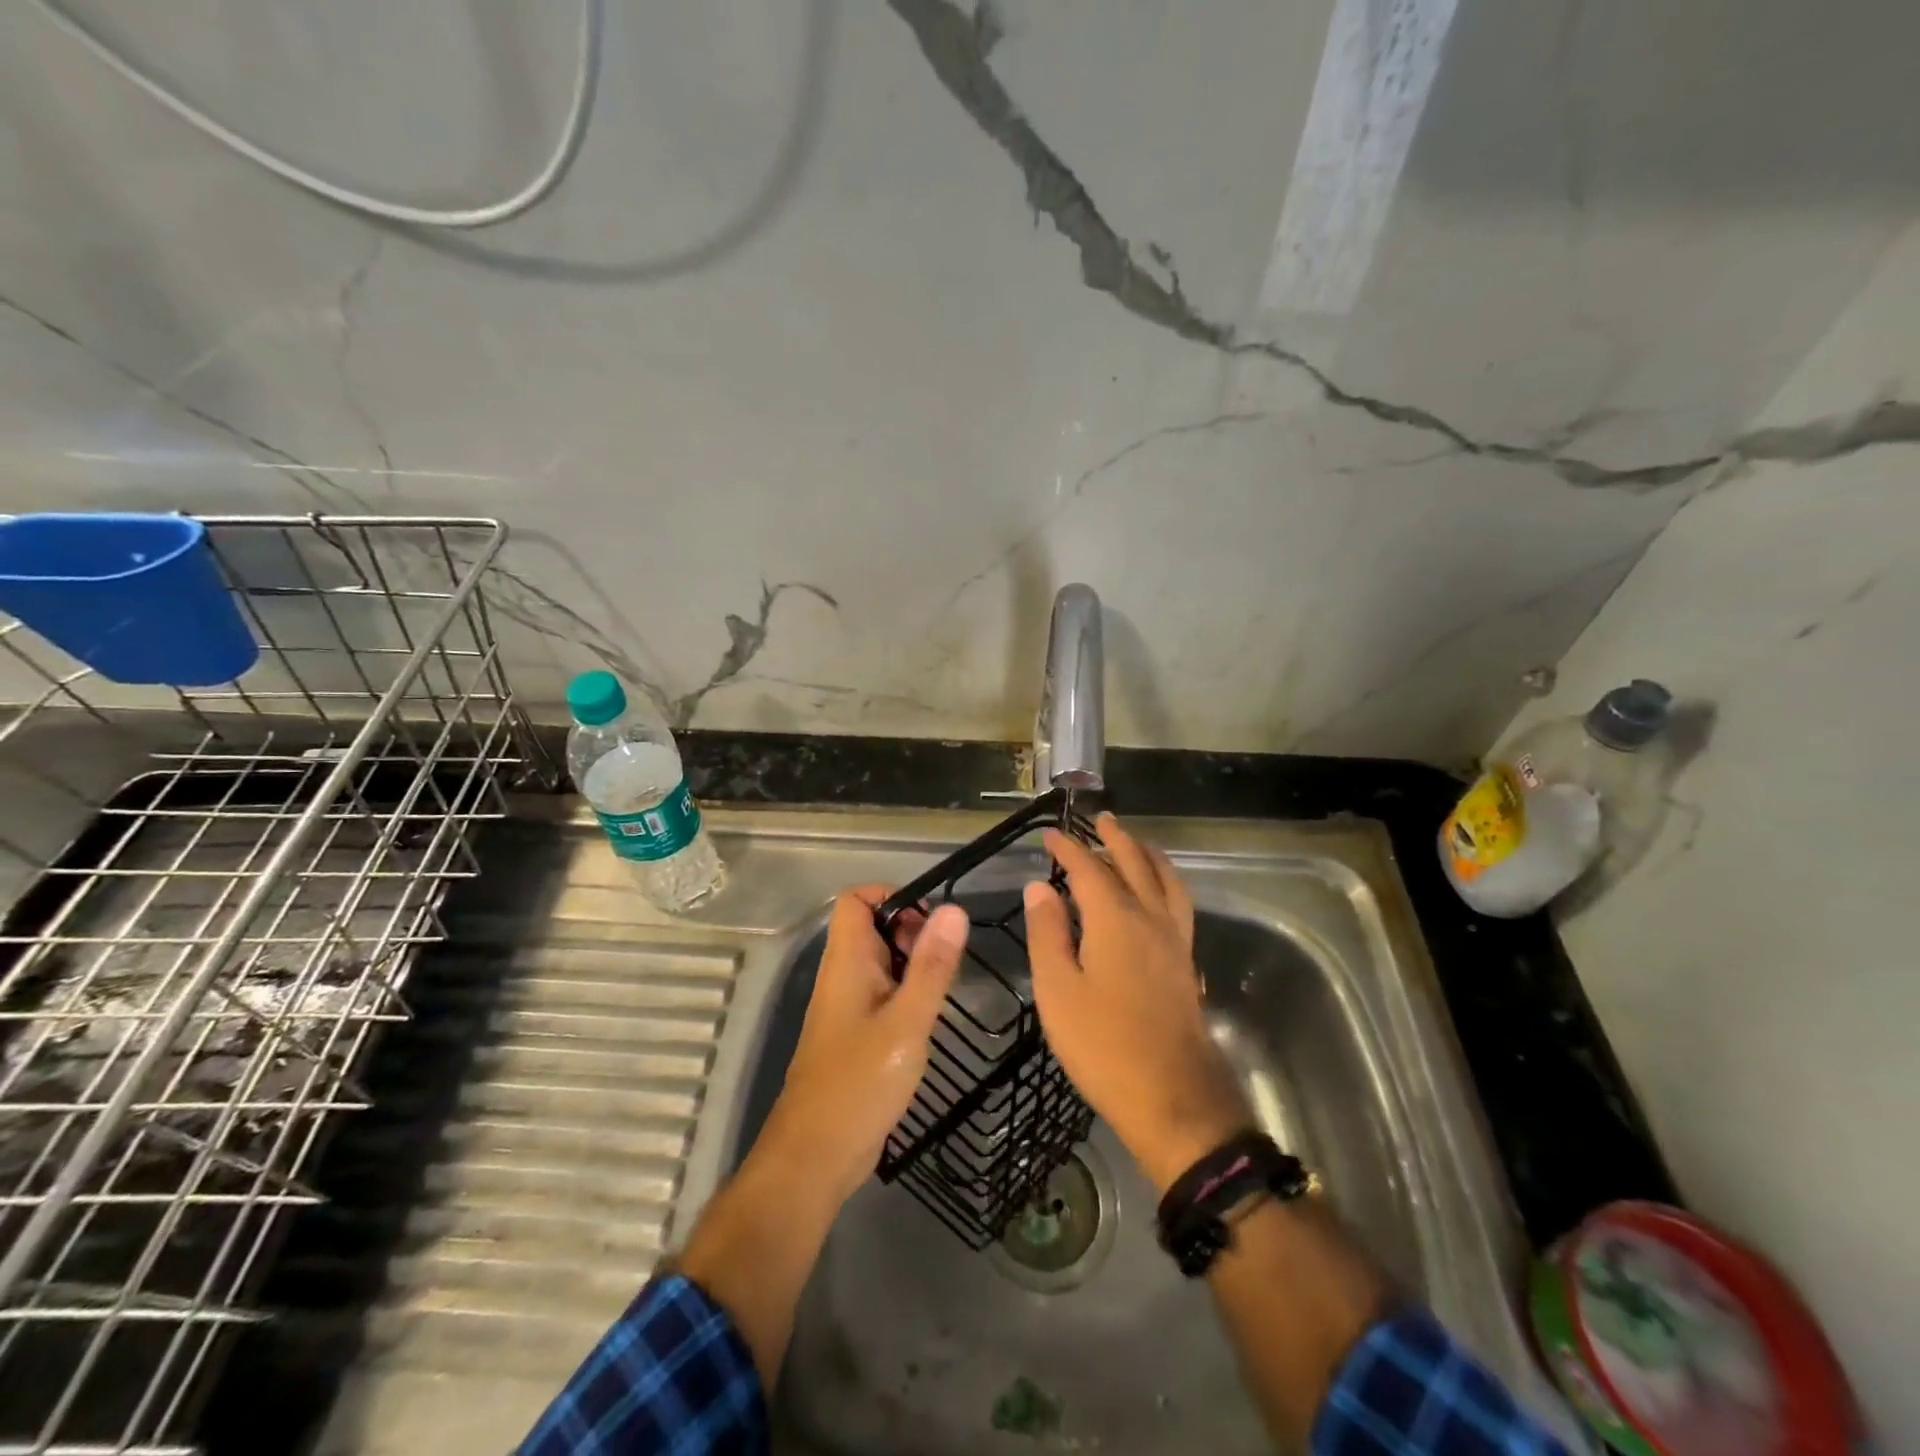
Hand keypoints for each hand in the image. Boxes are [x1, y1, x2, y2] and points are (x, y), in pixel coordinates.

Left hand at [756, 886, 967, 1205]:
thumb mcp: (907, 1022)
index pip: (856, 899)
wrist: (815, 1157)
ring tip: (942, 989)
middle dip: (912, 931)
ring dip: (913, 964)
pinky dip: (906, 993)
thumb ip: (932, 966)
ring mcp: (846, 1006)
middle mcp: (842, 975)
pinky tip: (928, 1019)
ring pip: (880, 962)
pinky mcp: (855, 1034)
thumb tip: (954, 910)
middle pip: (872, 927)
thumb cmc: (860, 1083)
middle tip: (943, 961)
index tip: (931, 921)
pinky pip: (882, 993)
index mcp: (846, 962)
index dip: (892, 896)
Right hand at [1024, 814, 1252, 1191]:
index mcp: (1116, 920)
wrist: (1173, 1098)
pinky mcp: (1185, 963)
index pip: (1088, 869)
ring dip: (1148, 855)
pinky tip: (1158, 895)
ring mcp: (1174, 941)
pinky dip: (1165, 882)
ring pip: (1165, 881)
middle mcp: (1150, 919)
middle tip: (1100, 819)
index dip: (1067, 848)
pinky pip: (1178, 903)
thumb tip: (1039, 886)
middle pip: (1134, 864)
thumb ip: (1048, 933)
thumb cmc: (1104, 1045)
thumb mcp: (1058, 991)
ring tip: (1137, 843)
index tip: (1048, 834)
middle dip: (1115, 839)